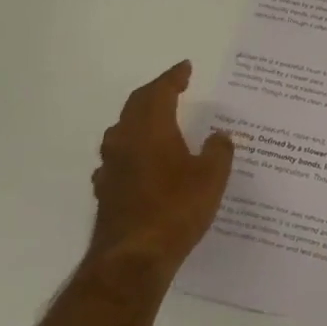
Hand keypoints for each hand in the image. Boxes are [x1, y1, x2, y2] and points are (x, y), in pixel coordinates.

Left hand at [88, 61, 233, 274]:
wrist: (133, 258)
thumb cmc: (177, 209)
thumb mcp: (212, 177)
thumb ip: (219, 151)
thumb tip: (220, 136)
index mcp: (151, 130)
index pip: (160, 92)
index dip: (173, 78)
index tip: (185, 67)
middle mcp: (125, 141)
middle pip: (136, 106)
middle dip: (155, 93)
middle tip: (174, 87)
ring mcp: (111, 167)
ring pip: (123, 131)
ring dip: (141, 120)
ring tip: (159, 120)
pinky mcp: (107, 191)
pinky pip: (120, 158)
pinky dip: (134, 149)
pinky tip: (143, 162)